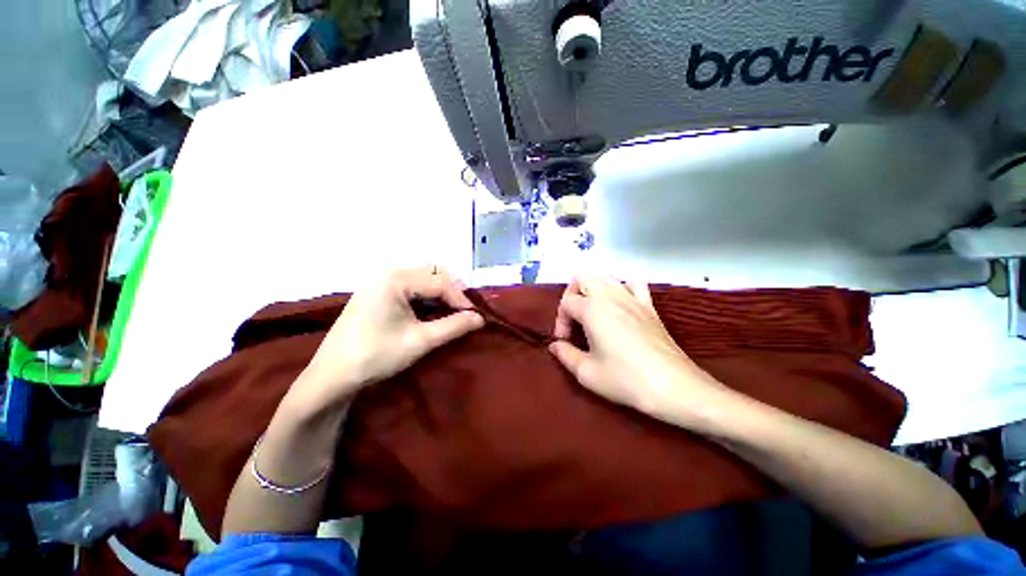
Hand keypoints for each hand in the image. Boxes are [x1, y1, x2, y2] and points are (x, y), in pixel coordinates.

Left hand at [301, 266, 484, 402]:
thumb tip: (480, 318)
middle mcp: (387, 273)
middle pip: (431, 272)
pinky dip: (426, 296)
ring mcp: (379, 281)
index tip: (475, 317)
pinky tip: (430, 313)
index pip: (440, 282)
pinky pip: (410, 286)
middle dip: (451, 290)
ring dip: (439, 293)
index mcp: (395, 279)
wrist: (332, 377)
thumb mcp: (420, 341)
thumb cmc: (376, 356)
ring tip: (450, 313)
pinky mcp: (377, 292)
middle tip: (462, 312)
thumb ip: (454, 326)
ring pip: (422, 278)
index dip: (461, 298)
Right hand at [549, 275, 724, 421]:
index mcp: (592, 309)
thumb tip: (555, 345)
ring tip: (592, 311)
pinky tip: (620, 304)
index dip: (561, 321)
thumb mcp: (587, 372)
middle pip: (583, 277)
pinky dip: (622, 287)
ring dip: (593, 288)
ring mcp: (632, 298)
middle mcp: (610, 296)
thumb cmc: (625, 379)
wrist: (674, 387)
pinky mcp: (649, 306)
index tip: (565, 341)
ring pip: (606, 276)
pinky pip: (633, 284)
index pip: (566, 303)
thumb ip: (565, 355)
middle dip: (572, 294)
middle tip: (574, 318)